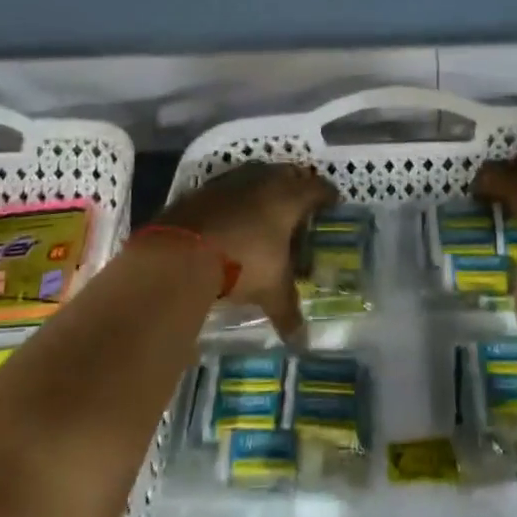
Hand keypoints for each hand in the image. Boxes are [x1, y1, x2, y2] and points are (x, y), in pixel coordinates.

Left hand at [153, 161, 337, 340]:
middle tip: (302, 205)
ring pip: (257, 176)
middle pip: (288, 174)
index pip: (317, 188)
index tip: (334, 203)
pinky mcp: (204, 189)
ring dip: (265, 189)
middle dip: (297, 186)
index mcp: (288, 197)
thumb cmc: (242, 262)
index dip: (328, 195)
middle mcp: (263, 180)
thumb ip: (288, 311)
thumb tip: (302, 342)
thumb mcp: (271, 290)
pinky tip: (234, 218)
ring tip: (268, 210)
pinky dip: (236, 199)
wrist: (181, 251)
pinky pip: (229, 188)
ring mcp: (231, 181)